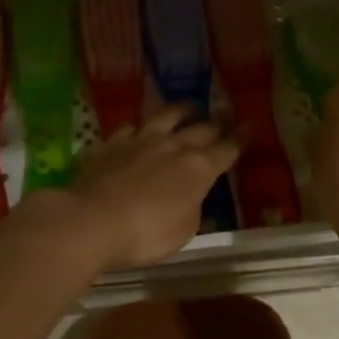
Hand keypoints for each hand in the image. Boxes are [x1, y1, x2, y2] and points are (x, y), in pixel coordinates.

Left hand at [37, 106, 238, 273]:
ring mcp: (139, 141)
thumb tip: (195, 196)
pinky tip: (136, 128)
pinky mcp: (110, 145)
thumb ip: (193, 208)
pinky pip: (128, 129)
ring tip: (190, 106)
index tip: (247, 128)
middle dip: (217, 121)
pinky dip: (137, 128)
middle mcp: (172, 146)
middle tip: (227, 113)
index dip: (238, 140)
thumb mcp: (183, 230)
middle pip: (201, 128)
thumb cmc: (146, 233)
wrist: (91, 220)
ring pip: (165, 117)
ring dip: (181, 110)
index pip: (226, 149)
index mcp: (198, 168)